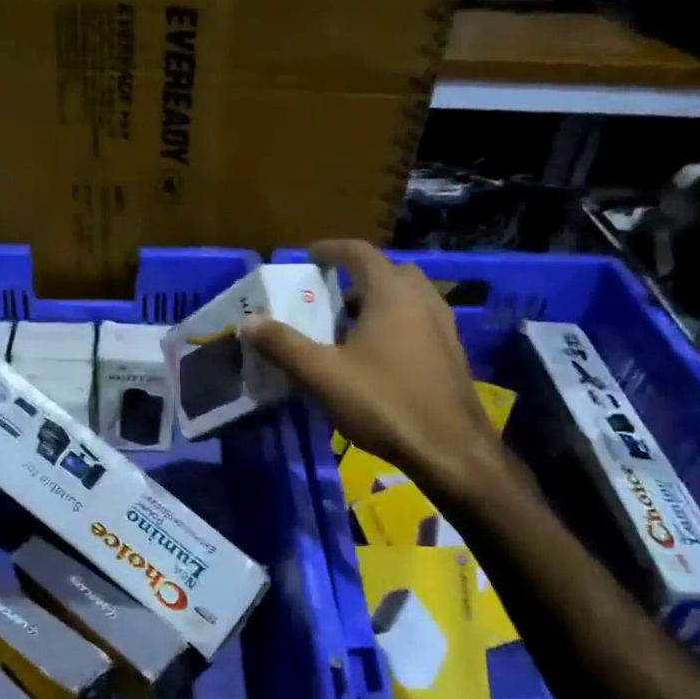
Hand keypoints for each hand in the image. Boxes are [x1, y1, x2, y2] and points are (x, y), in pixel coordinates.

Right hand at [243, 240, 511, 497]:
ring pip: (406, 298)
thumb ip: (284, 345)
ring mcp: (443, 325)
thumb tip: (248, 321)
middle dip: (355, 278)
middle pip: (387, 272)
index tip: (309, 256)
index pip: (359, 253)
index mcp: (391, 293)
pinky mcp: (451, 352)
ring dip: (376, 302)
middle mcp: (422, 299)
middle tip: (327, 297)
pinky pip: (418, 322)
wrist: (450, 448)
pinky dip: (394, 324)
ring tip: (347, 328)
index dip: (331, 250)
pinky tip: (376, 357)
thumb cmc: (383, 402)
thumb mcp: (323, 375)